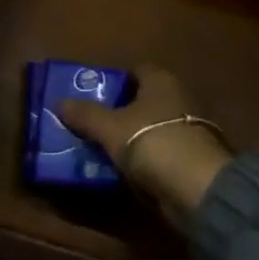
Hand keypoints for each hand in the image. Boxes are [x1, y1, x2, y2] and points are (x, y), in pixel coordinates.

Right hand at [59, 67, 231, 225]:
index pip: (136, 71)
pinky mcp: (194, 158)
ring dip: (133, 138)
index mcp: (161, 80)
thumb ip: (85, 115)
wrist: (199, 188)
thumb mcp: (110, 128)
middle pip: (144, 100)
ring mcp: (190, 129)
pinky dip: (147, 160)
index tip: (93, 97)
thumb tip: (59, 101)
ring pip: (153, 128)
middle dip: (120, 112)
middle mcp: (179, 97)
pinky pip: (162, 152)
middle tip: (93, 125)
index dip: (114, 82)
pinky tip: (127, 172)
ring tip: (104, 150)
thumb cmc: (151, 142)